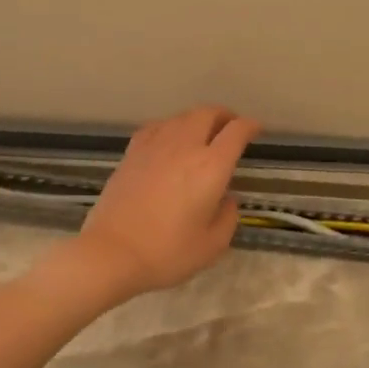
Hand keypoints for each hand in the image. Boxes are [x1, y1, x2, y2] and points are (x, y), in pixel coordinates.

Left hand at [71, 106, 261, 300]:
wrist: (112, 253)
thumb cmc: (167, 252)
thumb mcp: (212, 245)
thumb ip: (228, 217)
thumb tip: (226, 199)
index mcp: (211, 166)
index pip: (236, 132)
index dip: (250, 126)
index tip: (256, 130)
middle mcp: (185, 147)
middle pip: (207, 114)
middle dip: (224, 116)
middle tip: (231, 128)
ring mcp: (154, 147)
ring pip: (181, 117)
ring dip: (197, 120)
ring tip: (202, 134)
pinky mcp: (131, 154)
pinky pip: (156, 127)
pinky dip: (170, 127)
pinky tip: (169, 139)